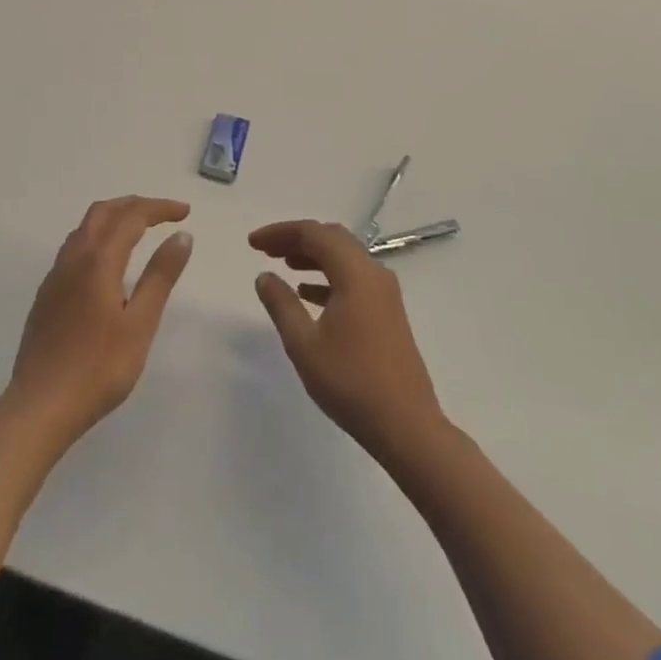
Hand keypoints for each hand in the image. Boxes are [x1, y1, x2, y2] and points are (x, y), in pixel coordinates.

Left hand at [6, 197, 194, 446]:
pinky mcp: (47, 293)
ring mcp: (56, 275)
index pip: (132, 216)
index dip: (159, 208)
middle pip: (104, 211)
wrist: (39, 406)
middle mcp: (73, 257)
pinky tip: (108, 262)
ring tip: (140, 230)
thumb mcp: (140, 324)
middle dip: (135, 205)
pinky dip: (98, 236)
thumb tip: (181, 235)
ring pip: (86, 227)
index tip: (185, 212)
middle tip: (164, 214)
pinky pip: (75, 246)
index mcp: (98, 260)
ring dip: (114, 217)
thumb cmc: (98, 368)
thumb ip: (160, 276)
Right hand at [250, 219, 446, 465]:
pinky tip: (308, 293)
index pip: (314, 233)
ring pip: (344, 258)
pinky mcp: (388, 312)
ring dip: (313, 256)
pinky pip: (354, 278)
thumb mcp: (304, 345)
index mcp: (355, 273)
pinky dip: (329, 277)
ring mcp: (385, 293)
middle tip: (266, 250)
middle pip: (332, 239)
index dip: (280, 232)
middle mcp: (374, 273)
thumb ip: (281, 304)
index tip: (253, 243)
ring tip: (284, 265)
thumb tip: (265, 276)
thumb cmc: (352, 383)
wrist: (407, 427)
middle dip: (297, 239)